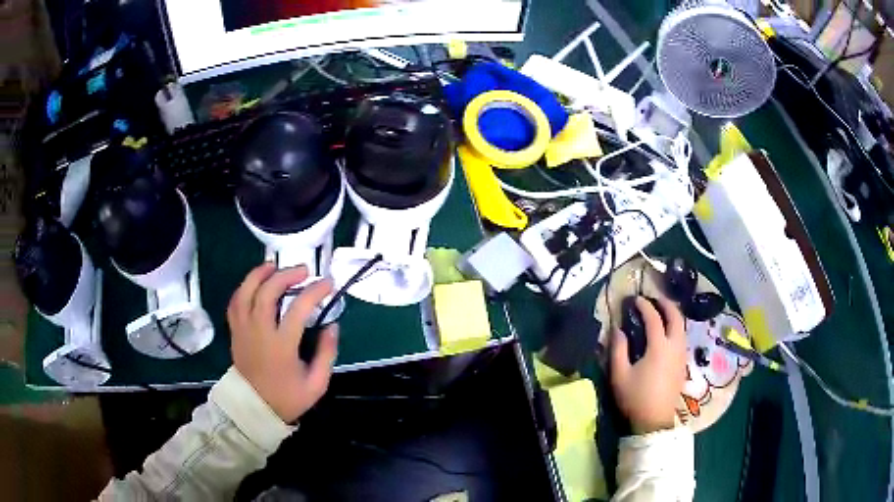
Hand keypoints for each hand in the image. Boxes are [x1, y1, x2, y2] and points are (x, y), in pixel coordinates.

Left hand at [227, 263, 338, 422]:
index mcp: (281, 347)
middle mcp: (259, 333)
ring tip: (274, 265)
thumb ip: (327, 354)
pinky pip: (235, 303)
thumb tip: (332, 325)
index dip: (314, 292)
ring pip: (245, 292)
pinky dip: (244, 288)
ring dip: (259, 274)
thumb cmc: (287, 398)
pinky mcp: (235, 332)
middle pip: (267, 293)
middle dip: (286, 275)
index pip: (298, 309)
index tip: (328, 283)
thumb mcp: (317, 384)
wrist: (255, 409)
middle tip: (303, 270)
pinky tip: (255, 283)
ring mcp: (243, 330)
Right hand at [610, 296, 686, 433]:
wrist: (655, 421)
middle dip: (666, 304)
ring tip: (661, 313)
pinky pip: (682, 337)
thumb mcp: (620, 375)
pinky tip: (667, 333)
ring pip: (682, 327)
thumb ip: (618, 349)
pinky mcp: (683, 364)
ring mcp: (682, 355)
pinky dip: (676, 328)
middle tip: (654, 299)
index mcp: (659, 347)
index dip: (645, 306)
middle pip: (676, 317)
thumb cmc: (635, 398)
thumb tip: (618, 329)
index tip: (635, 299)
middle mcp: (675, 346)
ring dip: (673, 315)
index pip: (654, 318)